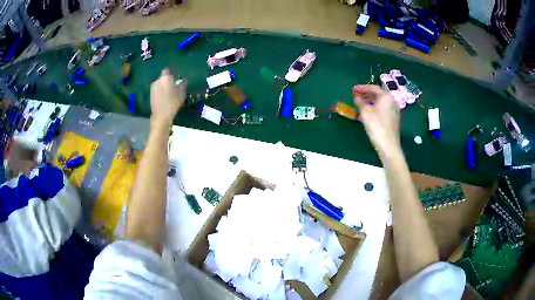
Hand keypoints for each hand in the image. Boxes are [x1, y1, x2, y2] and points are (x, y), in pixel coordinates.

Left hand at [150, 69, 186, 124]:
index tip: (176, 78)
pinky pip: (157, 89)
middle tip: (174, 86)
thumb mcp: (181, 93)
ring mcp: (153, 87)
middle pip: (163, 77)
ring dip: (164, 86)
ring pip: (160, 83)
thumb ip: (183, 84)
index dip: (172, 73)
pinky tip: (164, 97)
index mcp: (166, 78)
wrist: (161, 115)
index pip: (168, 71)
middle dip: (168, 80)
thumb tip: (184, 80)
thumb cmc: (173, 103)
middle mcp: (158, 80)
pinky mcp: (151, 94)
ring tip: (169, 93)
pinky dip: (160, 91)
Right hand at [353, 85, 400, 157]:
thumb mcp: (365, 112)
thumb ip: (360, 101)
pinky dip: (374, 108)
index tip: (353, 89)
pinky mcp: (393, 119)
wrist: (388, 145)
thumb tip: (357, 97)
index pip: (373, 88)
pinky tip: (367, 113)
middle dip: (366, 94)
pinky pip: (382, 109)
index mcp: (386, 97)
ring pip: (380, 102)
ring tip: (359, 104)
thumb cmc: (376, 126)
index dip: (362, 88)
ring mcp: (393, 110)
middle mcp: (392, 101)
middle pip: (378, 94)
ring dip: (369, 101)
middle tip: (355, 95)